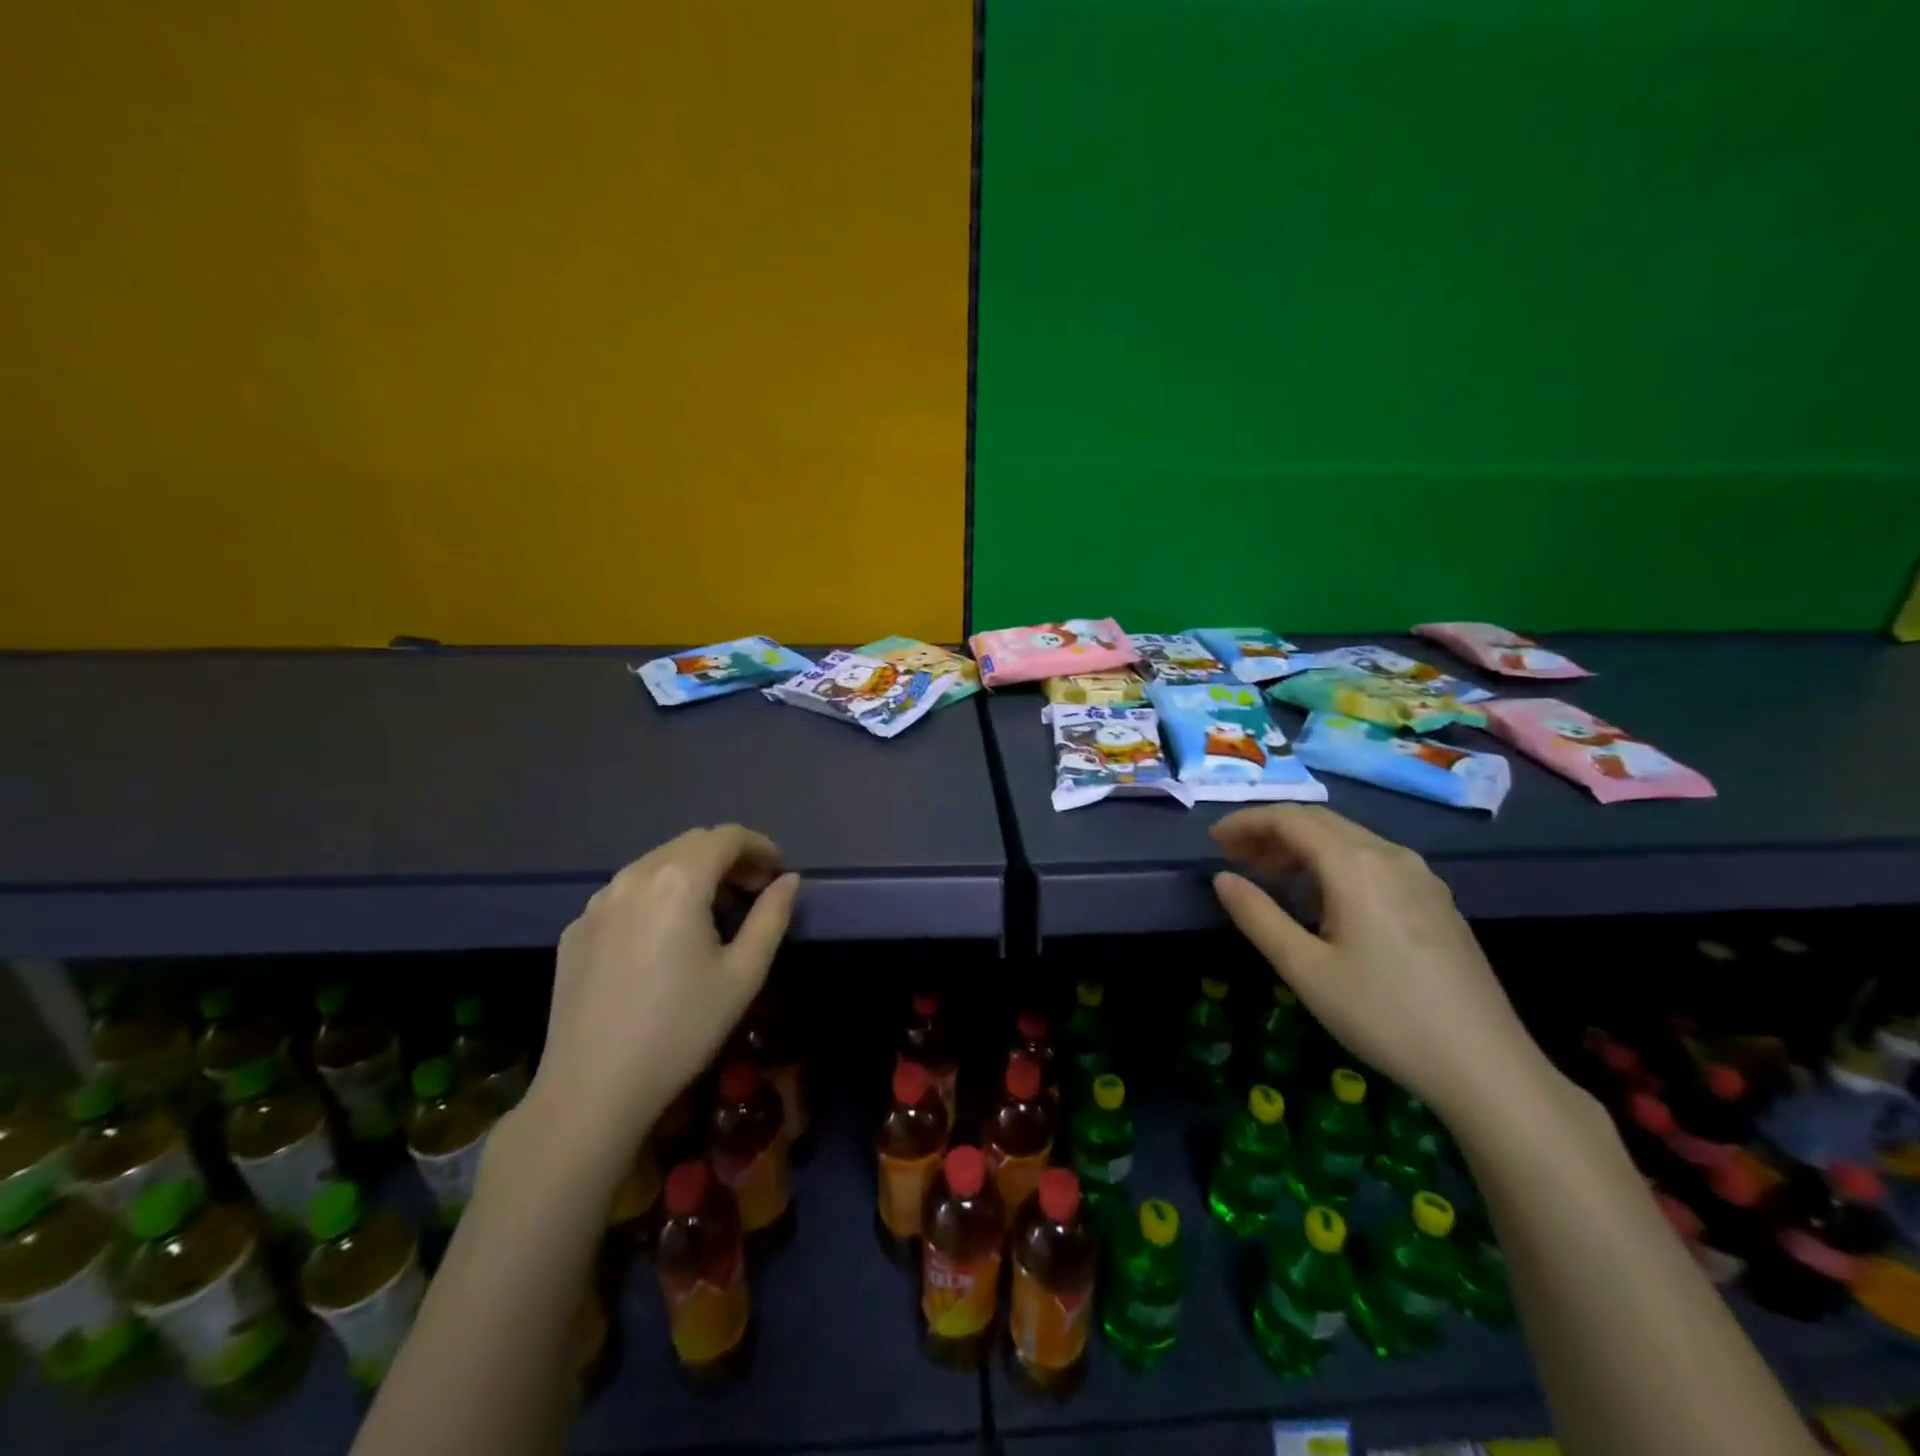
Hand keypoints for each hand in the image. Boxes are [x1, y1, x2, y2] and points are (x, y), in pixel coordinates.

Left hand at [523, 826, 799, 1163]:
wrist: (592, 1089)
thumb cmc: (682, 1029)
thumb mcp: (744, 974)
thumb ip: (772, 916)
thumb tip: (788, 880)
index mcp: (679, 880)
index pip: (727, 836)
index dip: (759, 846)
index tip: (776, 872)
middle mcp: (634, 877)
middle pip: (691, 844)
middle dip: (728, 857)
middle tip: (752, 891)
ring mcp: (597, 902)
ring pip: (655, 864)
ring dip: (692, 873)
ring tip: (712, 913)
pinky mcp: (575, 929)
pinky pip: (626, 893)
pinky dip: (656, 896)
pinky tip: (664, 938)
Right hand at [1211, 806, 1546, 1123]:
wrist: (1485, 1066)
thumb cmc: (1383, 1014)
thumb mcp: (1304, 969)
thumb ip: (1257, 916)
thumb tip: (1222, 879)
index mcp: (1355, 864)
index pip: (1290, 819)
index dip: (1247, 822)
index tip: (1213, 840)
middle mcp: (1390, 855)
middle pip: (1319, 822)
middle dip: (1270, 831)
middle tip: (1232, 855)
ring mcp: (1420, 876)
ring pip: (1348, 840)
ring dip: (1301, 847)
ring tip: (1267, 875)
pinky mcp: (1435, 900)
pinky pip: (1372, 861)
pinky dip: (1332, 863)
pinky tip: (1321, 898)